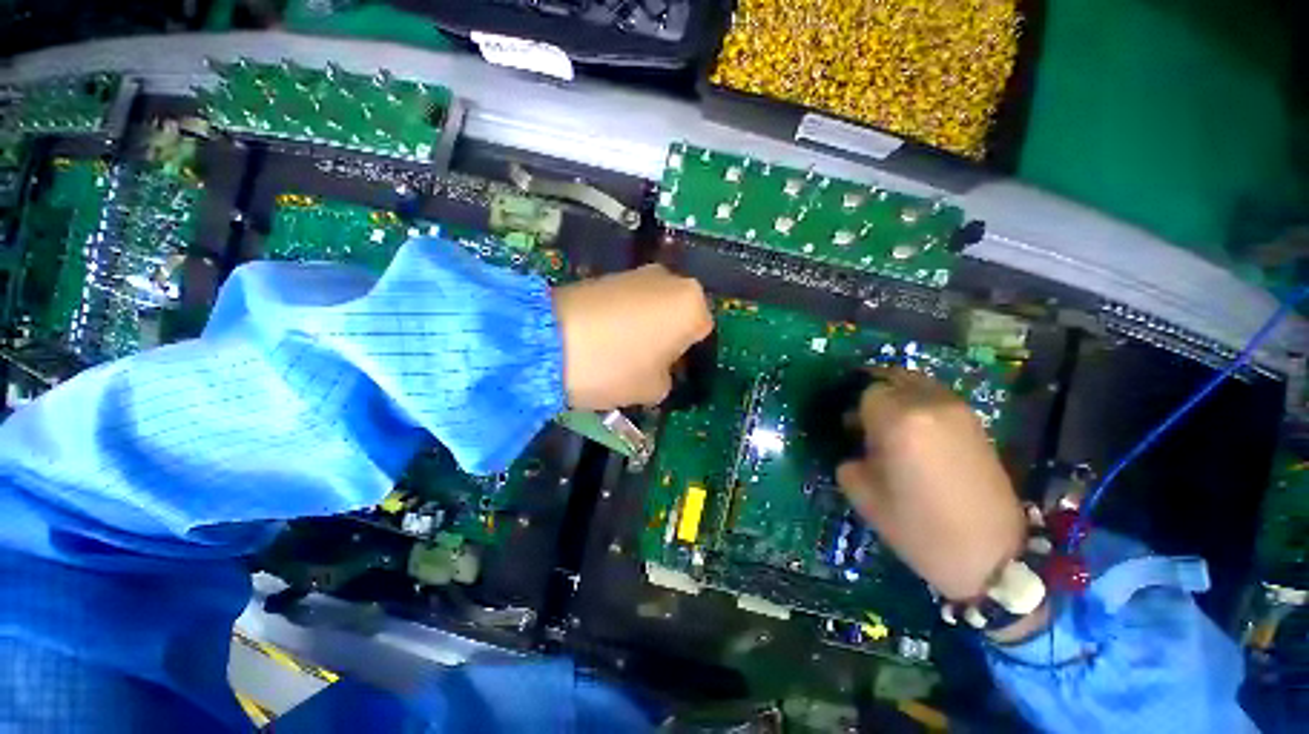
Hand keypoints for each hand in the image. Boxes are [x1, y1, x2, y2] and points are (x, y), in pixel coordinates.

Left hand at [552, 265, 712, 409]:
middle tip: (648, 363)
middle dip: (668, 338)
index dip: (688, 358)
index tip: (670, 374)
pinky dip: (624, 318)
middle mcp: (670, 279)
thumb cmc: (615, 367)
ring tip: (621, 351)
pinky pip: (629, 301)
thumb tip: (658, 369)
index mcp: (691, 305)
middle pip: (678, 315)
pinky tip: (604, 337)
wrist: (547, 340)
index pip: (703, 334)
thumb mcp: (654, 389)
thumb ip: (668, 379)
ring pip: (653, 307)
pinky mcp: (608, 274)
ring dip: (646, 327)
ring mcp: (636, 272)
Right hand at [835, 367, 1025, 601]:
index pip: (867, 393)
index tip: (852, 431)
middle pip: (893, 380)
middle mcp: (930, 405)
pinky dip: (922, 405)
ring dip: (900, 397)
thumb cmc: (919, 527)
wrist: (991, 556)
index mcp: (898, 421)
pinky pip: (938, 399)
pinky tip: (920, 434)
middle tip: (869, 423)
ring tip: (894, 426)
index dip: (855, 410)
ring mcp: (959, 411)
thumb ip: (850, 459)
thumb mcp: (864, 494)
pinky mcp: (977, 423)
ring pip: (918, 384)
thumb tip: (856, 446)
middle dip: (876, 396)